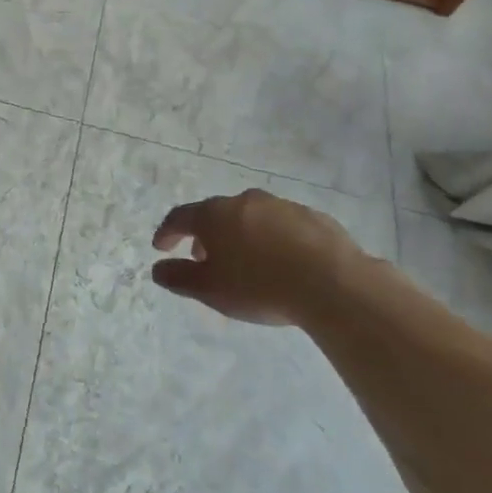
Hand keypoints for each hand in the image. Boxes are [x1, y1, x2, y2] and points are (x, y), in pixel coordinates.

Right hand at [150, 190, 366, 325]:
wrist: (333, 284)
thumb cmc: (260, 286)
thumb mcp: (210, 290)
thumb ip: (179, 278)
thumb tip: (158, 269)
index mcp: (214, 215)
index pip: (179, 217)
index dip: (167, 232)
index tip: (160, 247)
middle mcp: (244, 202)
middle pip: (215, 214)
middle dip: (205, 235)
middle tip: (203, 258)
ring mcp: (281, 206)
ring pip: (250, 217)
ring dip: (240, 235)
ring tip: (244, 261)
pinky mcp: (313, 217)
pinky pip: (282, 226)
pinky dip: (273, 239)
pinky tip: (282, 261)